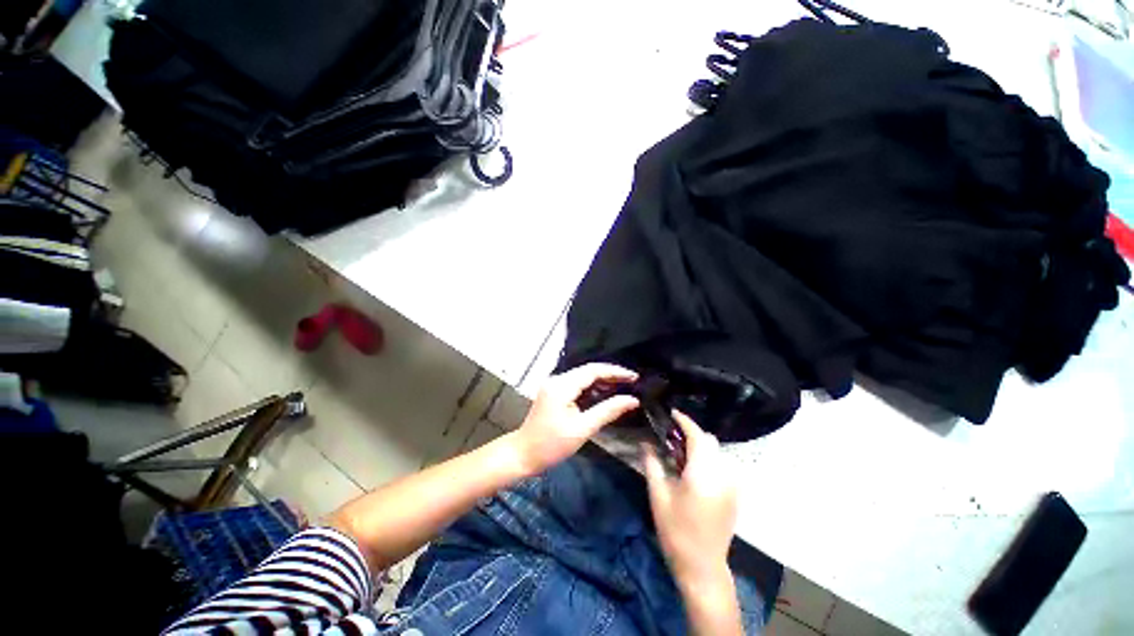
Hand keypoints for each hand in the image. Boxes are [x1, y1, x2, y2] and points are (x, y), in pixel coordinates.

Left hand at [510, 363, 639, 474]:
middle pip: (588, 371)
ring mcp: (554, 385)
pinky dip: (592, 388)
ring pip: (583, 377)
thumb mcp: (583, 429)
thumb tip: (632, 400)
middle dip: (611, 375)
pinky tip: (605, 394)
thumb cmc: (552, 445)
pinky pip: (577, 384)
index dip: (615, 371)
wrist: (523, 454)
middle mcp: (557, 379)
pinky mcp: (554, 392)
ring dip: (602, 381)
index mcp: (562, 385)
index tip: (634, 377)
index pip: (593, 370)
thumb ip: (608, 411)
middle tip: (632, 382)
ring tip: (623, 387)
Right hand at [643, 410, 737, 587]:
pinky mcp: (735, 495)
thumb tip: (645, 441)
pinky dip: (708, 460)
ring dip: (700, 447)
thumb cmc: (676, 530)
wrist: (702, 567)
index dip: (685, 422)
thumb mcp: (658, 495)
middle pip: (710, 441)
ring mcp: (732, 486)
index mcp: (703, 473)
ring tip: (679, 456)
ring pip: (717, 453)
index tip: (672, 413)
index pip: (697, 436)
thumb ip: (652, 463)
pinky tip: (692, 472)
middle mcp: (723, 475)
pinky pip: (722, 466)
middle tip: (670, 439)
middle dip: (691, 434)